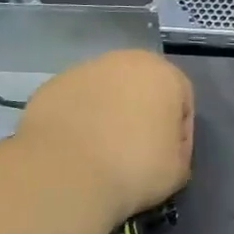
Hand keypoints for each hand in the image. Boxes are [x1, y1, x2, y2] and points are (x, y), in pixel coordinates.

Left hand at [11, 50, 193, 226]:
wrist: (64, 173)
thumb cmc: (133, 167)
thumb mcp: (177, 170)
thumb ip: (179, 152)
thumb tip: (165, 151)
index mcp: (164, 74)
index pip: (182, 101)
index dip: (178, 133)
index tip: (167, 159)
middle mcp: (126, 61)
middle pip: (142, 89)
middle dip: (141, 116)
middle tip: (135, 153)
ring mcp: (84, 70)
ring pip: (106, 93)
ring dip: (107, 115)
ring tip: (99, 154)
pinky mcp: (52, 86)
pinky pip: (75, 104)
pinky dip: (77, 121)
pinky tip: (73, 150)